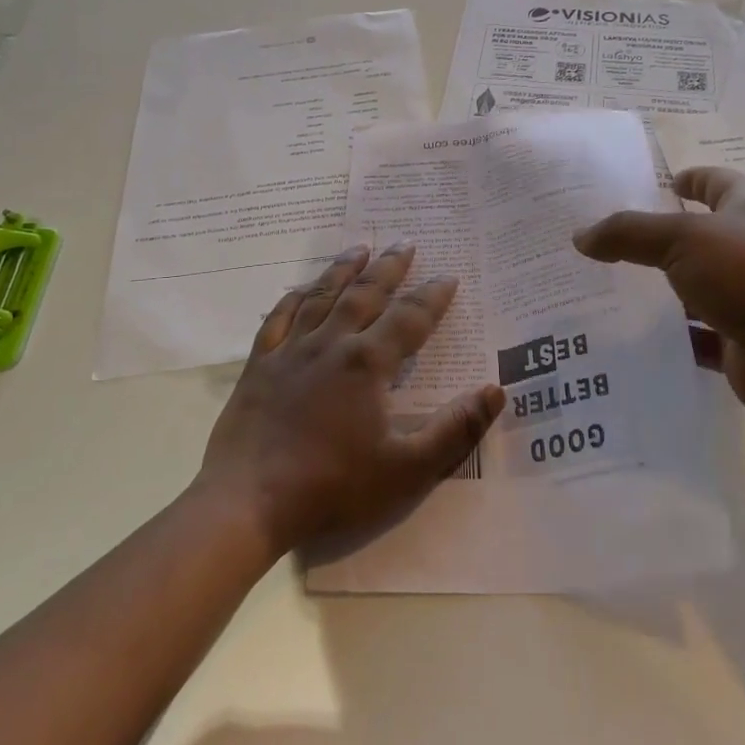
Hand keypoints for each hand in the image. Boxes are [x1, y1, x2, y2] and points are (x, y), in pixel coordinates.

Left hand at [194, 243, 504, 556]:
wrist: (248, 501)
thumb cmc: (333, 486)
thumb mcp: (407, 469)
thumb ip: (455, 429)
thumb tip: (496, 390)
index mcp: (367, 363)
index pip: (409, 319)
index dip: (432, 297)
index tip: (448, 277)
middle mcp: (329, 344)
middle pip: (365, 294)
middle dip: (389, 268)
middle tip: (406, 243)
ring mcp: (290, 351)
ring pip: (321, 297)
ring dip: (343, 270)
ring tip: (359, 248)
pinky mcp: (259, 365)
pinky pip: (277, 319)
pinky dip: (292, 298)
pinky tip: (301, 288)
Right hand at [573, 167, 744, 424]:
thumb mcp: (685, 241)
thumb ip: (630, 234)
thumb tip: (581, 236)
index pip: (719, 183)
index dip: (693, 179)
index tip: (663, 182)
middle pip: (701, 239)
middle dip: (660, 240)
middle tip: (607, 242)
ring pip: (694, 292)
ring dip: (659, 294)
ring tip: (604, 292)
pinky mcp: (740, 346)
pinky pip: (694, 339)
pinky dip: (667, 340)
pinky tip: (628, 341)